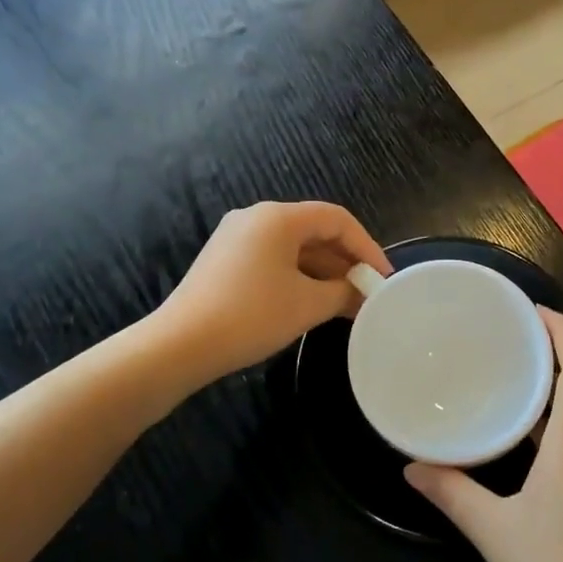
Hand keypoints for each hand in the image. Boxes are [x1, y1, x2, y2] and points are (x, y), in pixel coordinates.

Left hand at [159, 201, 390, 380]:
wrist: (180, 345)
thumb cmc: (251, 316)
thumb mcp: (306, 305)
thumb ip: (342, 292)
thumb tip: (362, 292)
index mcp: (278, 217)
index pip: (337, 219)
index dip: (366, 246)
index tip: (382, 278)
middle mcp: (256, 217)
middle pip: (314, 230)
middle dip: (344, 261)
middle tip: (367, 292)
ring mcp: (236, 237)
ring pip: (293, 247)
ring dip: (322, 272)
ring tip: (345, 303)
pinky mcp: (224, 260)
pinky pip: (273, 259)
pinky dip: (298, 276)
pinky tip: (311, 303)